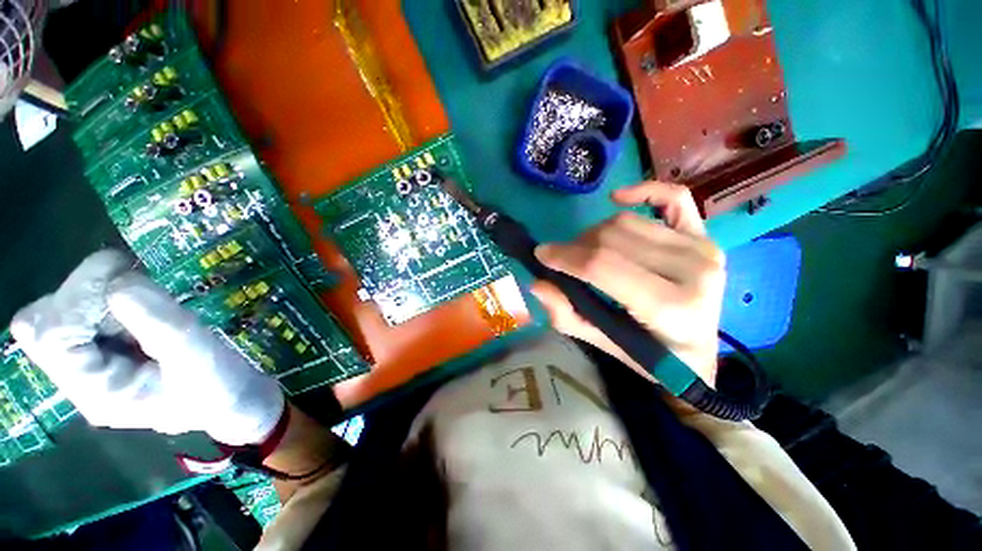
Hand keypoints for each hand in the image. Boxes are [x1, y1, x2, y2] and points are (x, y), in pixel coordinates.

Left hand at [11, 250, 284, 445]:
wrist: (227, 402)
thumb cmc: (216, 386)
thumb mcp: (196, 355)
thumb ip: (159, 321)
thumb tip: (119, 279)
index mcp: (95, 392)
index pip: (52, 335)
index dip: (79, 294)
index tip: (124, 271)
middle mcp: (76, 381)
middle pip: (40, 324)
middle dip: (80, 295)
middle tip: (132, 292)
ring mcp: (82, 368)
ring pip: (54, 315)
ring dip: (93, 298)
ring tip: (141, 308)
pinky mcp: (94, 354)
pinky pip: (76, 316)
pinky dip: (102, 302)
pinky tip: (137, 313)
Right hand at [531, 181, 724, 385]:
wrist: (696, 355)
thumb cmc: (649, 356)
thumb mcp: (601, 343)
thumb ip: (566, 314)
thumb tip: (537, 283)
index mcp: (668, 307)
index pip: (603, 266)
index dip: (566, 257)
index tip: (541, 255)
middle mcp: (692, 271)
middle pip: (612, 238)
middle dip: (577, 247)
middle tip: (566, 261)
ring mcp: (702, 249)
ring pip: (628, 221)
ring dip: (597, 233)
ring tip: (590, 250)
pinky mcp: (705, 237)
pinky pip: (674, 198)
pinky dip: (644, 190)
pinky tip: (618, 198)